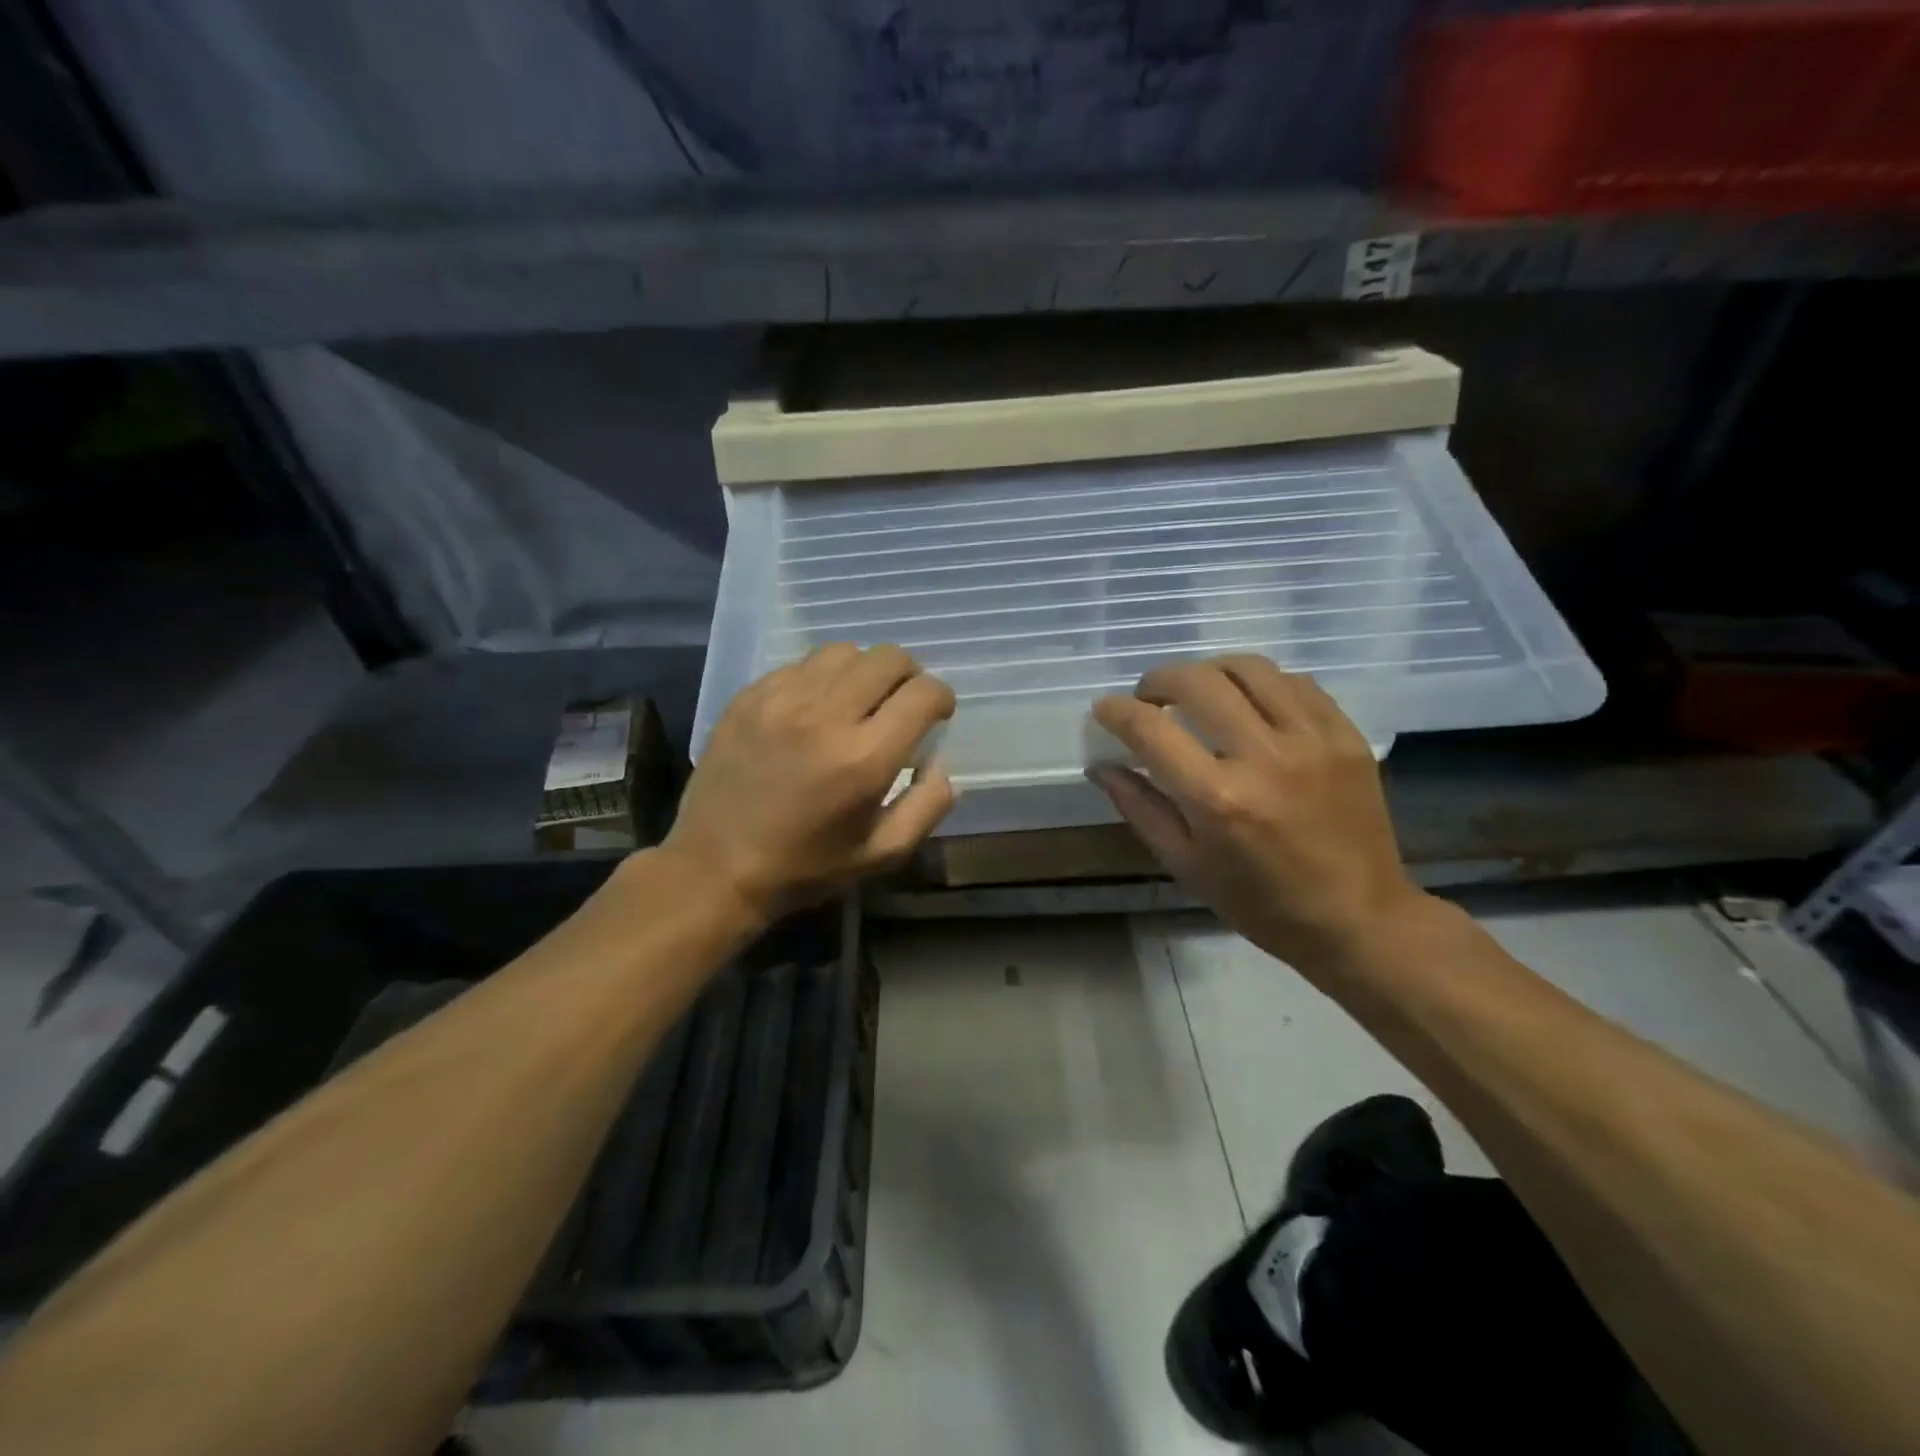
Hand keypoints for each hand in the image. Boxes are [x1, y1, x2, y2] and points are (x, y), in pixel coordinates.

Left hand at [664, 643, 957, 921]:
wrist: (715, 866)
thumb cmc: (805, 866)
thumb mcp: (882, 854)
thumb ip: (927, 805)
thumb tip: (939, 762)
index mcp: (864, 758)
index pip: (923, 693)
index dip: (941, 698)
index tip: (937, 714)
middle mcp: (825, 716)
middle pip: (888, 658)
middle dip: (909, 675)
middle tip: (902, 702)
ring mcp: (781, 699)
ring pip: (844, 652)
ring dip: (864, 671)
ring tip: (858, 700)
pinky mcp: (749, 696)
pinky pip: (801, 665)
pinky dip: (821, 679)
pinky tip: (814, 709)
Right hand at [1089, 656, 1429, 976]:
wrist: (1357, 918)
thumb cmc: (1260, 903)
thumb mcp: (1185, 864)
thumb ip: (1140, 807)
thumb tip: (1101, 766)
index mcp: (1218, 799)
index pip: (1150, 729)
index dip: (1116, 711)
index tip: (1105, 709)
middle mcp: (1264, 758)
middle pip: (1198, 681)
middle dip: (1158, 680)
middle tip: (1150, 699)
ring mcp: (1312, 740)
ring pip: (1248, 668)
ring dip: (1209, 672)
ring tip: (1198, 693)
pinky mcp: (1345, 735)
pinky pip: (1294, 682)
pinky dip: (1259, 684)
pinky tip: (1248, 705)